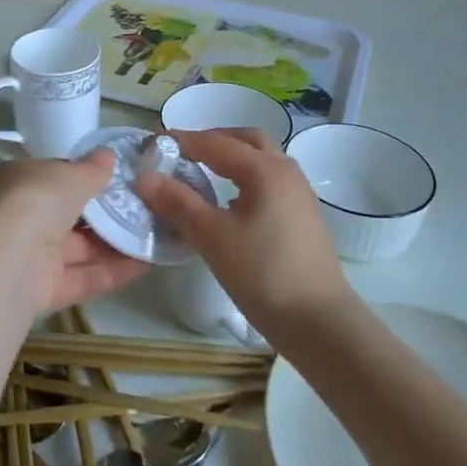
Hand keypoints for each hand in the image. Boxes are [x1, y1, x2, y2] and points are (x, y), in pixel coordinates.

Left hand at [0, 149, 148, 313]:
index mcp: (20, 180)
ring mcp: (31, 255)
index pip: (55, 176)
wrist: (7, 262)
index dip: (84, 177)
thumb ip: (91, 169)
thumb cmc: (36, 200)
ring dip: (114, 244)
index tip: (118, 179)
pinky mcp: (43, 291)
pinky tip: (145, 265)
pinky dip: (112, 272)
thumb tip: (108, 155)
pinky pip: (82, 278)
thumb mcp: (69, 175)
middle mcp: (22, 216)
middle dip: (104, 214)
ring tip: (152, 236)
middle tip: (143, 208)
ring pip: (78, 249)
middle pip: (68, 215)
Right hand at [135, 127, 349, 339]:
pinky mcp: (304, 217)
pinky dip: (246, 178)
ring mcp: (299, 194)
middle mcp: (285, 171)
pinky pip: (270, 181)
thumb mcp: (212, 237)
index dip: (182, 141)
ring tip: (204, 175)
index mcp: (264, 169)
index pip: (215, 142)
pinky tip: (230, 204)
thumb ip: (178, 203)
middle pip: (246, 140)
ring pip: (262, 160)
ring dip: (232, 158)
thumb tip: (144, 177)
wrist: (322, 325)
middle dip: (213, 140)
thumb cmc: (264, 275)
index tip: (153, 144)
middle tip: (184, 153)